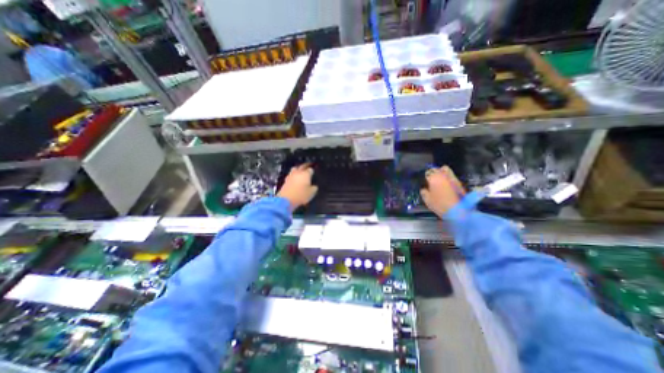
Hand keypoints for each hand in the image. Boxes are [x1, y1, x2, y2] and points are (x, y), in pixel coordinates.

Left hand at [278, 164, 317, 211]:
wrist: (286, 199)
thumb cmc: (301, 195)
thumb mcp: (311, 193)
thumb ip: (314, 188)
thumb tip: (314, 186)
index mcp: (306, 174)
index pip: (310, 169)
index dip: (313, 170)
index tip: (314, 172)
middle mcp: (298, 172)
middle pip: (302, 166)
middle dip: (306, 166)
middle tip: (308, 166)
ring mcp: (291, 175)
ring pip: (295, 169)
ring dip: (298, 169)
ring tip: (301, 171)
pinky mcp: (285, 180)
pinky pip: (291, 174)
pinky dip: (294, 175)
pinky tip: (295, 178)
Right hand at [422, 164, 462, 214]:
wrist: (458, 211)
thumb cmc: (439, 205)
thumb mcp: (427, 200)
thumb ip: (424, 192)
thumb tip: (424, 189)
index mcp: (434, 178)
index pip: (428, 172)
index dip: (426, 177)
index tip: (425, 182)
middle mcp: (443, 175)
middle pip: (438, 169)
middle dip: (434, 172)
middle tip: (432, 179)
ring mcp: (452, 178)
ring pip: (446, 170)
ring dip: (442, 174)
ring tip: (440, 181)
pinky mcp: (459, 183)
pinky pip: (451, 177)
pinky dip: (448, 179)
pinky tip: (447, 186)